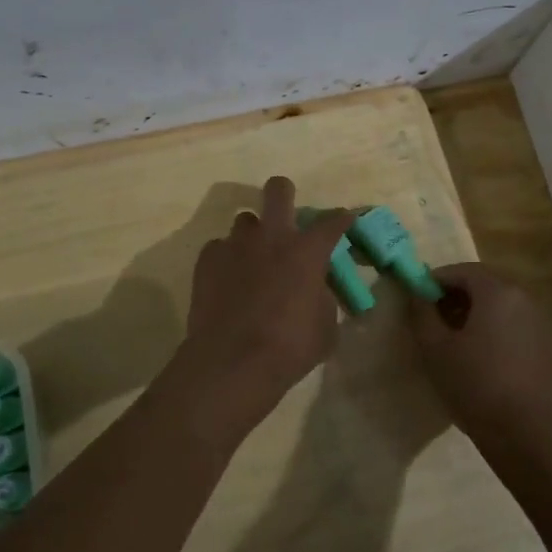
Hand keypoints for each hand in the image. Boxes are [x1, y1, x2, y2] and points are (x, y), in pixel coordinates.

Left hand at [173, 177, 352, 440]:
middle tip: (286, 213)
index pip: (332, 221)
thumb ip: (323, 298)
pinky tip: (228, 281)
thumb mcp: (325, 327)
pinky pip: (219, 247)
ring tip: (253, 259)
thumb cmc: (290, 347)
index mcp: (307, 250)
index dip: (341, 218)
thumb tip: (316, 289)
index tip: (344, 219)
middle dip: (285, 193)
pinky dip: (227, 259)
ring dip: (253, 234)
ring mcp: (236, 244)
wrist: (232, 362)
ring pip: (245, 220)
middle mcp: (272, 236)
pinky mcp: (207, 259)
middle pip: (278, 190)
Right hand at [409, 263, 551, 458]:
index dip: (438, 280)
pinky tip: (489, 367)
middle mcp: (526, 301)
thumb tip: (418, 293)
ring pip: (506, 312)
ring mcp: (545, 329)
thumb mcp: (436, 350)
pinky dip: (501, 339)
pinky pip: (520, 335)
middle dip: (459, 298)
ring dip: (481, 318)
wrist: (531, 437)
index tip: (420, 297)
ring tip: (459, 345)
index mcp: (498, 293)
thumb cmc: (476, 386)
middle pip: (487, 287)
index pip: (463, 270)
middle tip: (436, 320)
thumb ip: (423, 314)